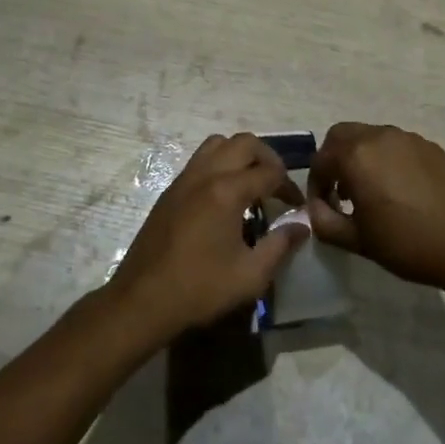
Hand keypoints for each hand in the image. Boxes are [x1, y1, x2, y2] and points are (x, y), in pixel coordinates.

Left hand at [106, 133, 307, 343]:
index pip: (270, 172)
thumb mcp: (251, 275)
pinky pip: (200, 160)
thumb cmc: (200, 289)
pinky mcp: (170, 191)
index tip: (296, 207)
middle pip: (244, 143)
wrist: (142, 300)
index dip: (289, 186)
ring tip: (251, 183)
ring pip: (217, 144)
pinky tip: (224, 197)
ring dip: (240, 155)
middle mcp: (205, 175)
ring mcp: (184, 180)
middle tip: (277, 184)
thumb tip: (302, 226)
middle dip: (268, 158)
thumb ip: (280, 245)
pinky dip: (219, 165)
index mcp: (227, 191)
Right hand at [307, 123, 444, 303]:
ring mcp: (408, 138)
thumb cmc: (406, 243)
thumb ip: (324, 221)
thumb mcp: (356, 240)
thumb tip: (314, 209)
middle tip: (340, 191)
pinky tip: (399, 190)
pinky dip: (387, 160)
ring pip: (371, 137)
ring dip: (361, 157)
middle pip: (342, 135)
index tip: (323, 208)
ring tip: (371, 192)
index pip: (321, 160)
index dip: (316, 185)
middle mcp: (379, 136)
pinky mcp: (430, 146)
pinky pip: (397, 145)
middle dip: (334, 160)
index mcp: (356, 156)